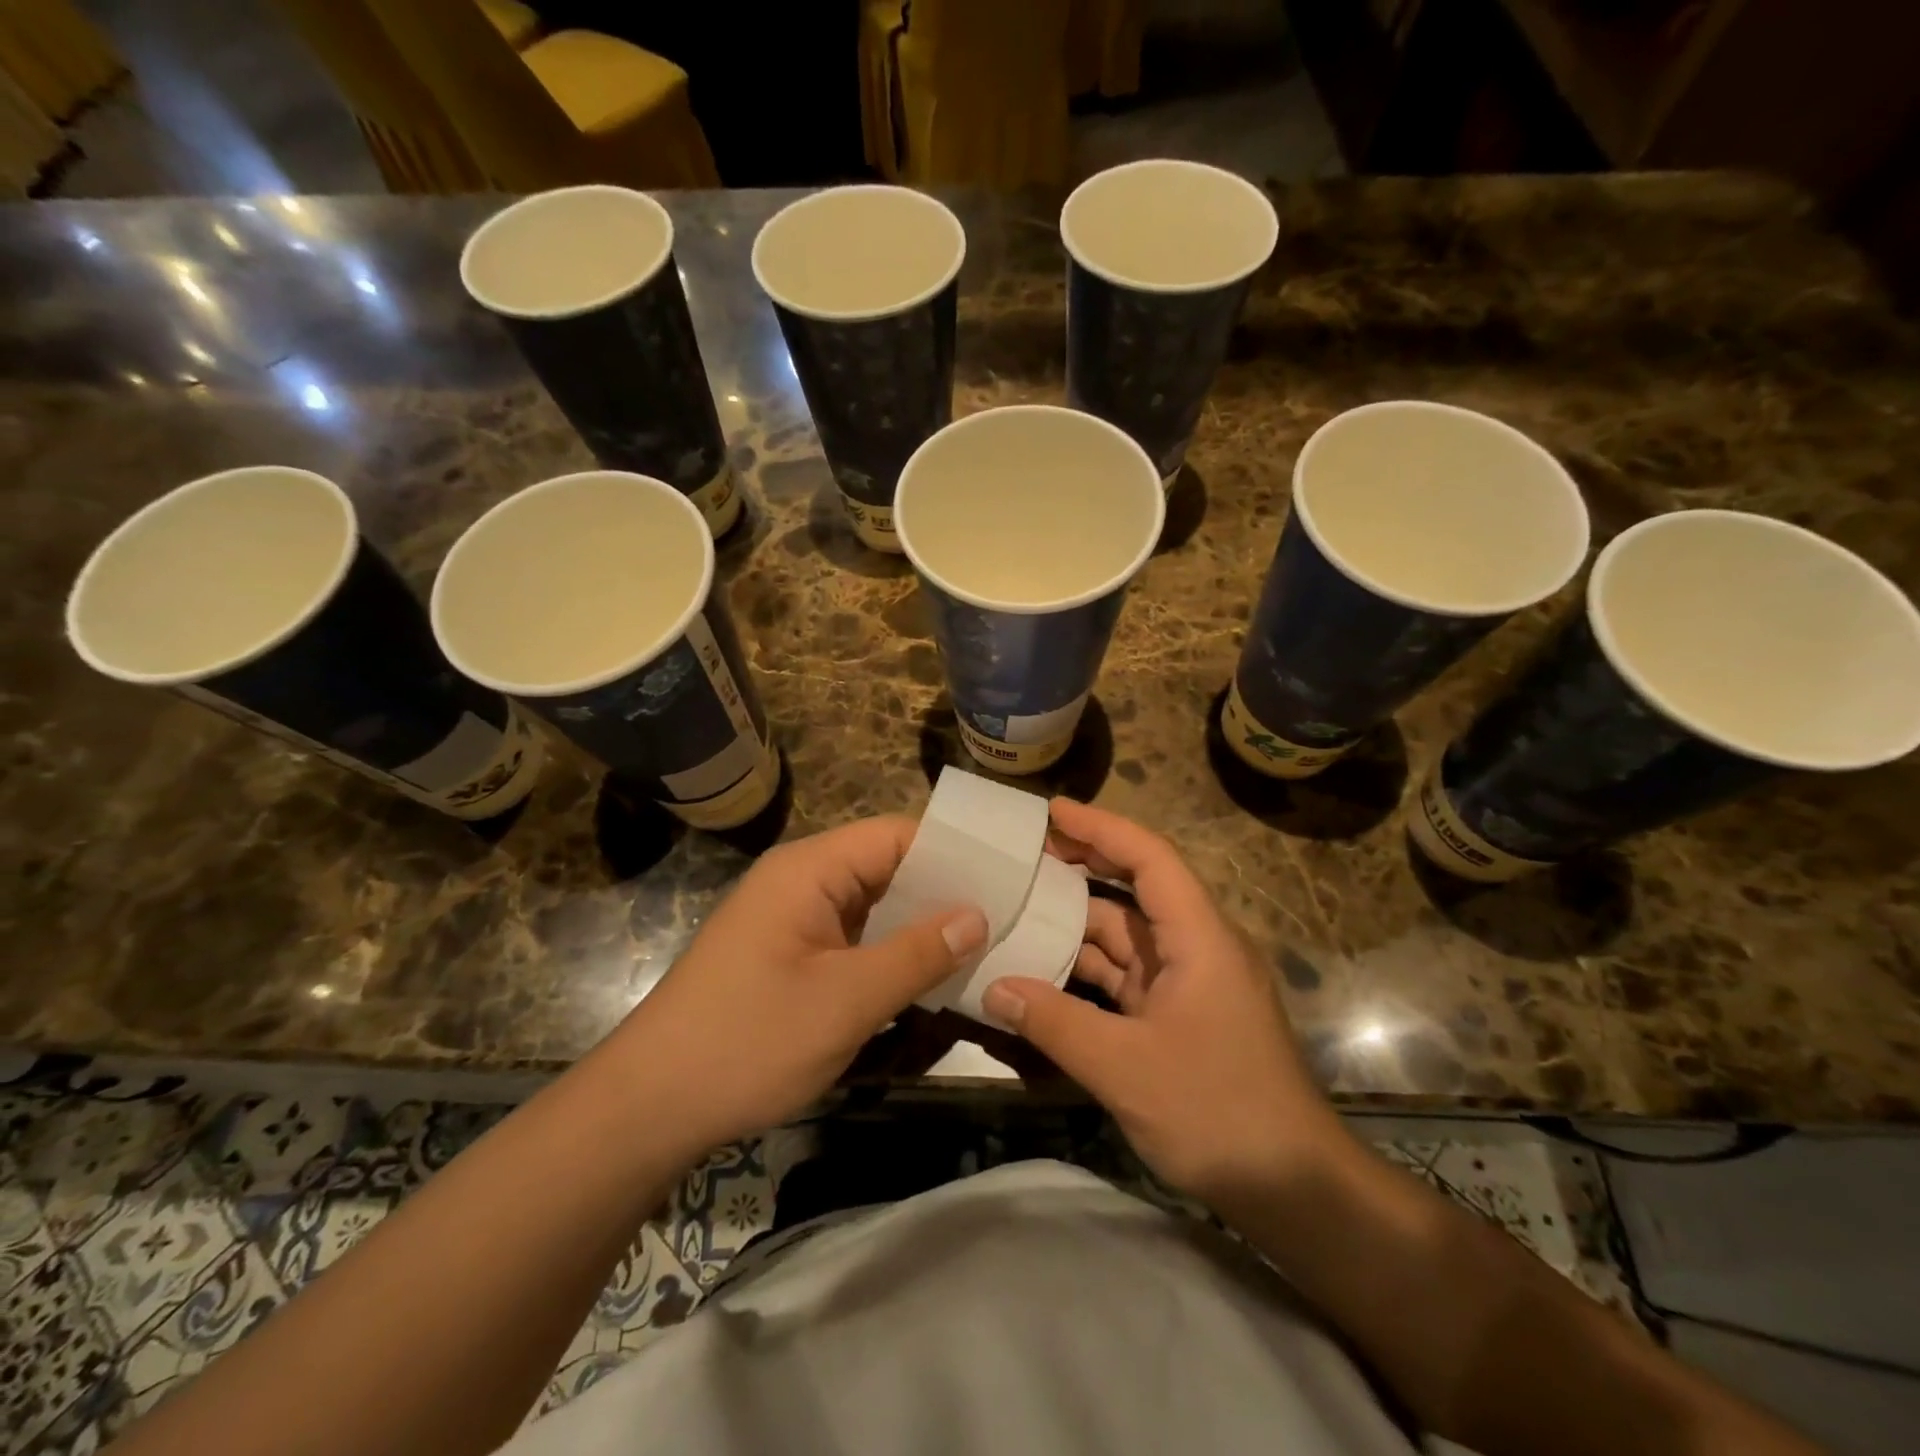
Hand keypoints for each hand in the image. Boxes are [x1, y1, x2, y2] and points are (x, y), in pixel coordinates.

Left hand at [620, 816, 985, 1155]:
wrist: (648, 1108)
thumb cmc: (747, 1042)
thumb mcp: (845, 1001)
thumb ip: (916, 954)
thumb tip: (977, 915)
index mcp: (809, 871)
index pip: (895, 836)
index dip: (953, 852)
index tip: (1008, 876)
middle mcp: (801, 883)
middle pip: (887, 868)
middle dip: (944, 891)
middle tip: (1010, 913)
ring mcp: (794, 921)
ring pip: (873, 907)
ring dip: (920, 926)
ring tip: (987, 942)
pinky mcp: (791, 957)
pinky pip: (854, 939)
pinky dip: (891, 952)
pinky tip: (932, 975)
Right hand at [982, 799, 1341, 1208]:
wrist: (1295, 1191)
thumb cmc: (1219, 1112)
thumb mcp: (1126, 1068)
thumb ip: (1055, 1023)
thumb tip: (993, 987)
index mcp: (1201, 938)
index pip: (1151, 858)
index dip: (1102, 827)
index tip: (1052, 811)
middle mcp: (1199, 948)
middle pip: (1137, 889)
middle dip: (1085, 865)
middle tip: (1027, 853)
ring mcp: (1191, 984)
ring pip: (1129, 937)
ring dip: (1079, 923)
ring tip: (1021, 907)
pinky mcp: (1182, 1017)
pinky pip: (1128, 977)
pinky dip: (1089, 969)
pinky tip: (1046, 971)